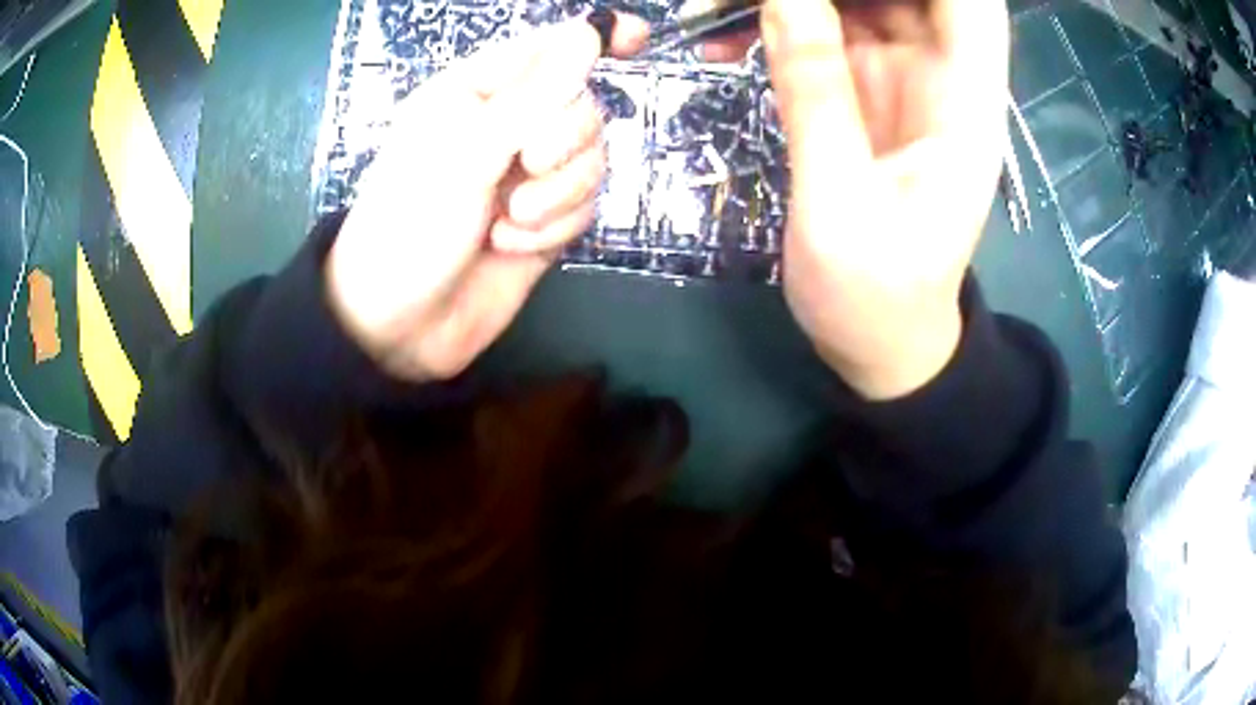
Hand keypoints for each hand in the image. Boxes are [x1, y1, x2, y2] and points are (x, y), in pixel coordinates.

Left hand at [326, 17, 646, 381]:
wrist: (399, 326)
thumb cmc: (410, 225)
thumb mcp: (464, 151)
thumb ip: (533, 94)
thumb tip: (587, 33)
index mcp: (475, 94)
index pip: (545, 50)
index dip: (592, 39)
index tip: (638, 38)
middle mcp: (506, 128)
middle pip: (581, 107)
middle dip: (564, 138)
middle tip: (526, 165)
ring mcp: (527, 177)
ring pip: (590, 159)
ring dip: (557, 192)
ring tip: (508, 220)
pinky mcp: (544, 221)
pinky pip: (583, 205)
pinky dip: (553, 226)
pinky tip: (510, 245)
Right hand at [760, 0, 1008, 398]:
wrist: (882, 341)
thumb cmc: (877, 297)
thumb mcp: (840, 205)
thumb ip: (817, 95)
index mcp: (967, 106)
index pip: (970, 4)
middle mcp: (942, 77)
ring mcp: (899, 78)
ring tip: (717, 7)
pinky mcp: (863, 91)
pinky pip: (822, 31)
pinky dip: (776, 23)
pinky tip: (724, 38)